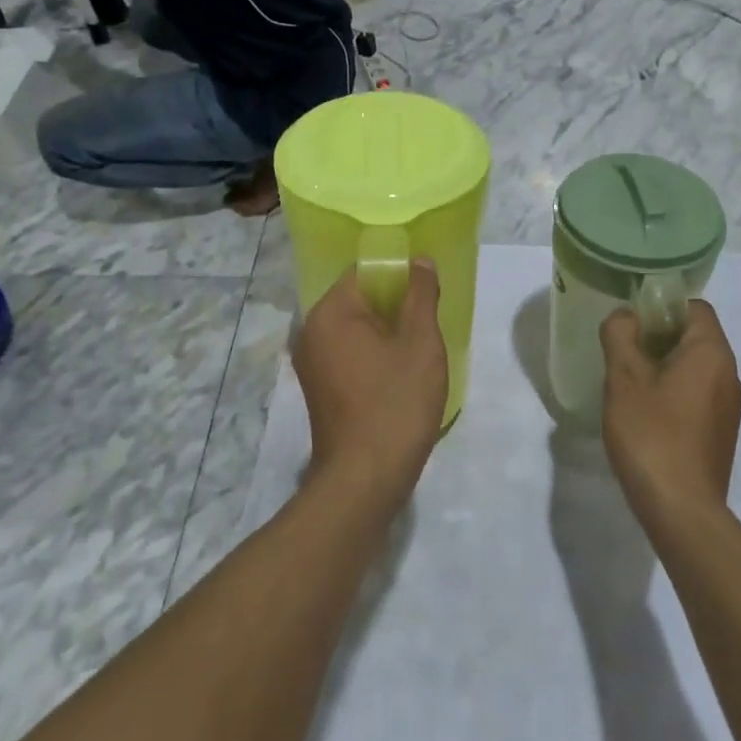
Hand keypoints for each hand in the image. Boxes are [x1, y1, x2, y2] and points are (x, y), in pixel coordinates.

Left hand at [293, 260, 448, 501]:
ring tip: (419, 348)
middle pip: (359, 298)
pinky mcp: (319, 388)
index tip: (428, 292)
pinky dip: (374, 353)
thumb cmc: (396, 403)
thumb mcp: (420, 343)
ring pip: (356, 328)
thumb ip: (421, 294)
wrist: (365, 479)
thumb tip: (419, 261)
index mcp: (330, 312)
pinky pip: (349, 353)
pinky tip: (400, 373)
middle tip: (429, 321)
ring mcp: (311, 362)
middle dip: (395, 304)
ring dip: (387, 331)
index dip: (400, 274)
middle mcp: (311, 331)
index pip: (365, 271)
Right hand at [599, 299, 740, 519]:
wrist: (681, 510)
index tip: (632, 323)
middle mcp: (730, 375)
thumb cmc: (652, 434)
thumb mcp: (624, 379)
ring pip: (696, 368)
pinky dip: (674, 393)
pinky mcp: (721, 434)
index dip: (662, 307)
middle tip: (623, 352)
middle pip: (696, 337)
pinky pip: (698, 396)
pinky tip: (646, 415)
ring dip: (664, 367)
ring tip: (629, 384)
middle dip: (659, 337)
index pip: (695, 308)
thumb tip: (625, 316)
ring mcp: (729, 408)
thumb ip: (621, 336)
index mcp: (712, 353)